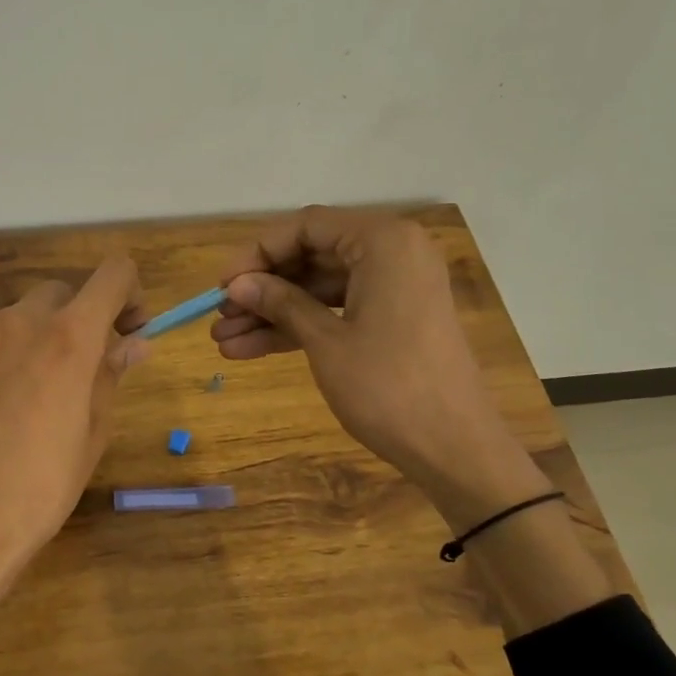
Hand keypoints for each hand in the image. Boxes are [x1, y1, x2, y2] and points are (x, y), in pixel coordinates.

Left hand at [0, 258, 148, 572]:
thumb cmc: (40, 487)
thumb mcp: (91, 434)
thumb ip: (110, 376)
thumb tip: (134, 344)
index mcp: (68, 337)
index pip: (113, 274)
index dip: (129, 292)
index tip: (128, 327)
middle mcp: (18, 321)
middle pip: (60, 293)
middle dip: (78, 318)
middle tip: (80, 366)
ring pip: (15, 318)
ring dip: (33, 339)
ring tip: (29, 394)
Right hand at [211, 208, 549, 527]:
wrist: (455, 448)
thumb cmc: (388, 387)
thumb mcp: (325, 341)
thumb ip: (280, 302)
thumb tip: (236, 285)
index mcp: (383, 242)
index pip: (306, 227)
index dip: (257, 253)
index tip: (222, 286)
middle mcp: (392, 253)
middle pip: (311, 256)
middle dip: (262, 289)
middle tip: (220, 317)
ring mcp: (394, 287)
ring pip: (319, 288)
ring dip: (273, 313)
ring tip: (225, 342)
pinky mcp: (393, 318)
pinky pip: (337, 310)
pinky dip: (299, 327)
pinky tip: (251, 350)